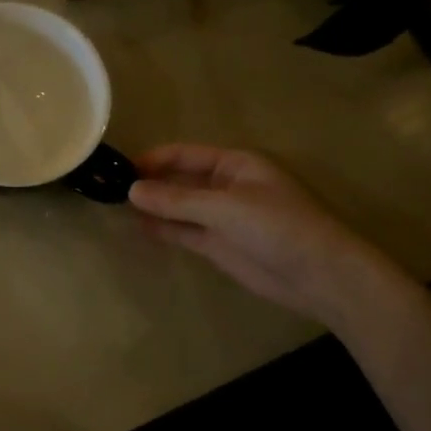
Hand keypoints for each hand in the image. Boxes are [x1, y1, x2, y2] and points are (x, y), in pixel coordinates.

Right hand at [127, 143, 387, 324]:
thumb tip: (132, 191)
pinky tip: (140, 227)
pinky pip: (185, 231)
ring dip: (154, 207)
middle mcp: (226, 186)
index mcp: (235, 164)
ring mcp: (222, 217)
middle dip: (151, 183)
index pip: (186, 155)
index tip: (122, 167)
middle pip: (180, 180)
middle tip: (111, 188)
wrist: (320, 275)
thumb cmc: (278, 227)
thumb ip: (177, 200)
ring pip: (180, 207)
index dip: (155, 159)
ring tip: (116, 207)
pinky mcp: (219, 245)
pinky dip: (164, 229)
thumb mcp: (226, 207)